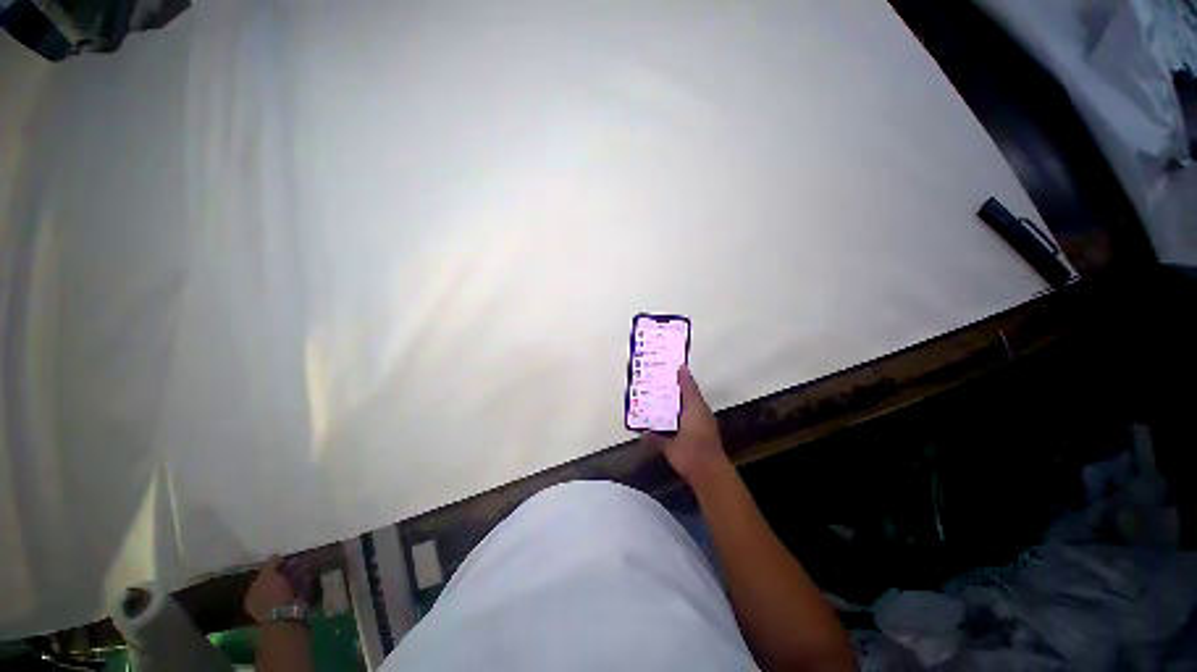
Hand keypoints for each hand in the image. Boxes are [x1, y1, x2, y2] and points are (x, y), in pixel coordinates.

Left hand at [244, 555, 308, 623]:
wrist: (286, 615)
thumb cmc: (271, 595)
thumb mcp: (267, 576)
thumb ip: (270, 564)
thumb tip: (276, 556)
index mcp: (254, 593)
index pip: (262, 576)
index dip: (273, 566)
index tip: (284, 557)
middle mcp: (265, 598)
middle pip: (277, 580)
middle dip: (288, 569)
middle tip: (298, 558)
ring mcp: (281, 602)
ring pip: (290, 584)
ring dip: (298, 574)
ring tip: (307, 563)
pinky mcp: (295, 603)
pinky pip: (300, 589)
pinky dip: (305, 581)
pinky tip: (309, 574)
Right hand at [644, 366, 730, 484]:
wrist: (710, 473)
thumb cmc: (691, 452)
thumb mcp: (670, 446)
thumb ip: (656, 439)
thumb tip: (642, 435)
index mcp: (694, 408)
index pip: (688, 387)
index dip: (683, 376)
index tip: (677, 365)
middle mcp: (701, 413)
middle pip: (690, 396)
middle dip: (679, 389)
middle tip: (664, 381)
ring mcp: (705, 424)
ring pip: (692, 408)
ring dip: (681, 403)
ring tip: (665, 398)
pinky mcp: (705, 435)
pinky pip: (692, 419)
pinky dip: (683, 416)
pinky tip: (673, 421)